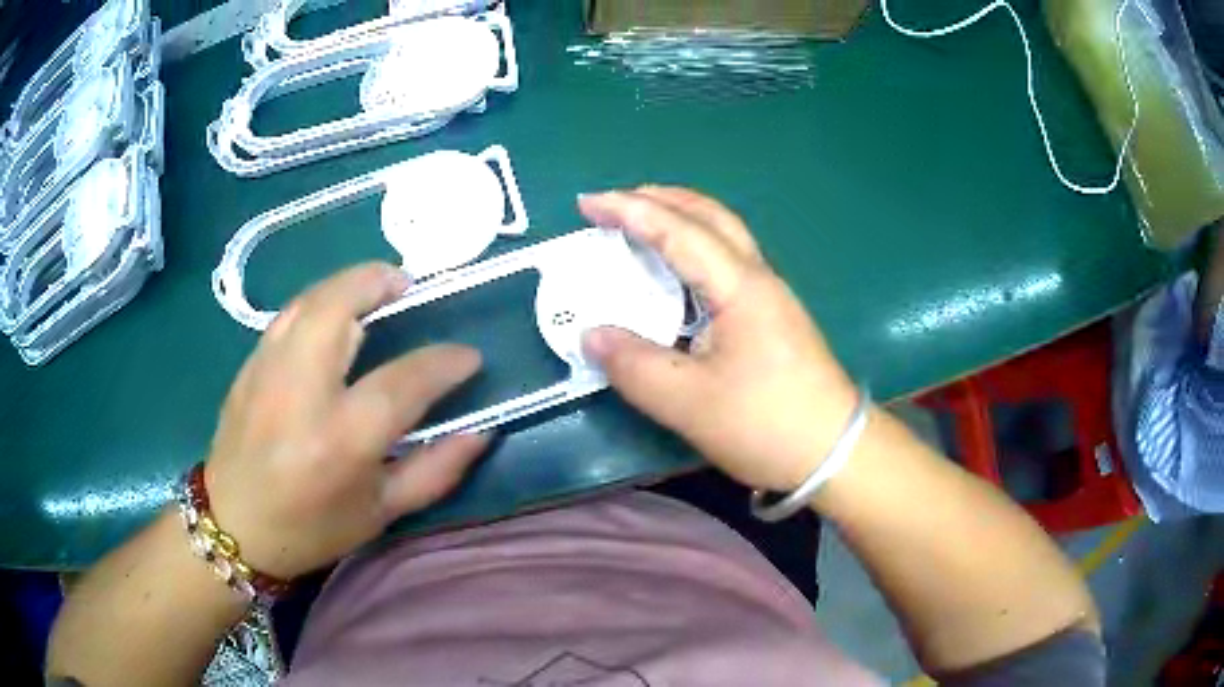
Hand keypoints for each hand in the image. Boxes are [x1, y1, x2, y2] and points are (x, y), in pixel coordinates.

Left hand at [204, 263, 488, 578]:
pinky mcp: (248, 365)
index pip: (404, 380)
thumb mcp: (381, 513)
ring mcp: (267, 371)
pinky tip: (334, 313)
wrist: (234, 528)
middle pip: (340, 309)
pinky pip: (288, 315)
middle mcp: (301, 392)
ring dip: (348, 283)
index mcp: (341, 439)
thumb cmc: (312, 529)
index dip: (444, 362)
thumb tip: (481, 432)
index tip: (468, 356)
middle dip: (379, 282)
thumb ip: (435, 471)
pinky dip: (319, 301)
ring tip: (375, 287)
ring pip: (309, 300)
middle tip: (408, 283)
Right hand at [579, 187, 857, 491]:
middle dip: (660, 199)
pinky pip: (728, 262)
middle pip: (710, 216)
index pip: (678, 232)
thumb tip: (592, 336)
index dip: (629, 211)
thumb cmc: (765, 424)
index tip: (588, 202)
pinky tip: (678, 273)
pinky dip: (695, 249)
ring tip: (642, 224)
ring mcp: (771, 296)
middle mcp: (758, 278)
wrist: (834, 452)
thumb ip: (634, 366)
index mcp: (740, 287)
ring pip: (724, 236)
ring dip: (681, 219)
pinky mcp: (773, 317)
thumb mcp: (689, 403)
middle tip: (615, 203)